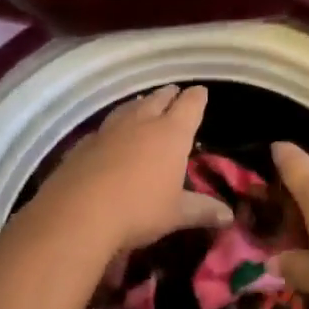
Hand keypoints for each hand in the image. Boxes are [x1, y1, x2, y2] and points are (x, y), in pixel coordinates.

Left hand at [31, 84, 230, 254]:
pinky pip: (105, 127)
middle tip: (175, 93)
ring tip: (145, 103)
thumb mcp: (176, 214)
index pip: (190, 105)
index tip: (201, 92)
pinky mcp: (84, 143)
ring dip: (141, 104)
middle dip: (169, 95)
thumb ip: (202, 210)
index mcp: (172, 133)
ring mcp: (111, 129)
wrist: (78, 213)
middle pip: (159, 98)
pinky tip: (111, 135)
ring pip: (130, 107)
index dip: (198, 98)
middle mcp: (143, 122)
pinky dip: (114, 126)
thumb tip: (229, 216)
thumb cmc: (139, 210)